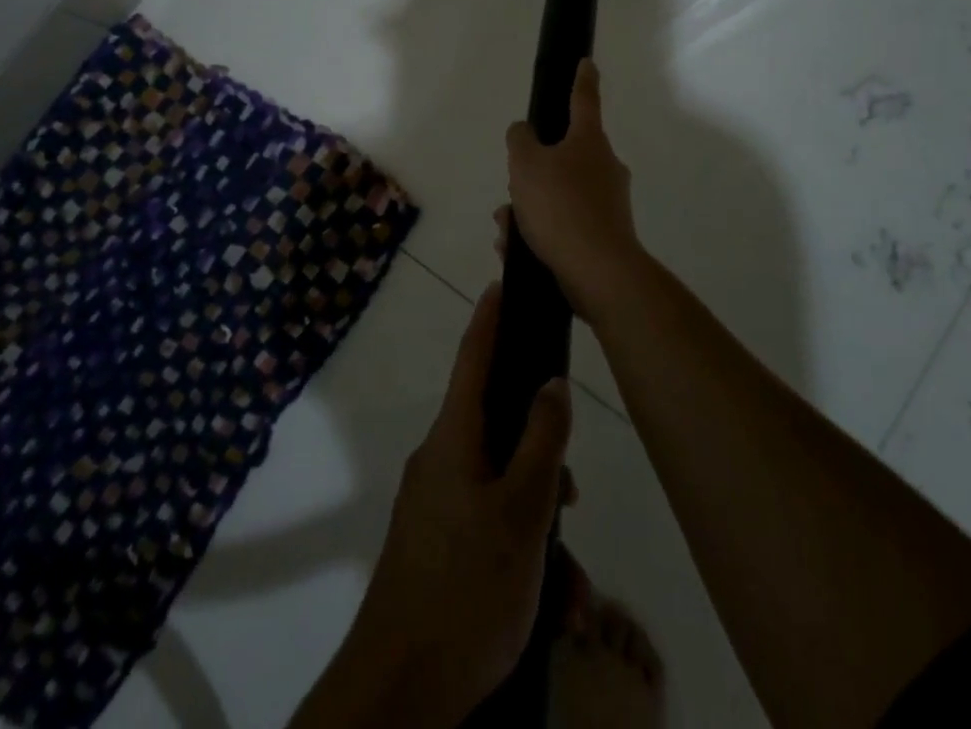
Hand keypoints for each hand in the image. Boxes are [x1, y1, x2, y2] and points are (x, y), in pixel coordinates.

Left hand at [294, 282, 573, 728]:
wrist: (399, 692)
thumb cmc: (466, 587)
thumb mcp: (521, 513)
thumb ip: (541, 442)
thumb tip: (551, 382)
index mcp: (454, 438)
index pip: (473, 358)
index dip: (489, 318)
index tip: (500, 283)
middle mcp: (441, 460)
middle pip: (499, 430)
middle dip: (542, 458)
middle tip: (572, 495)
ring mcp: (436, 505)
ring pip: (502, 488)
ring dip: (541, 526)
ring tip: (572, 585)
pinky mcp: (438, 545)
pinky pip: (490, 527)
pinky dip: (523, 554)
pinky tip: (554, 605)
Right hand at [505, 59, 647, 324]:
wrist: (598, 271)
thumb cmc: (561, 207)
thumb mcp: (526, 164)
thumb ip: (520, 140)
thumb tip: (525, 132)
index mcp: (589, 141)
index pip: (584, 100)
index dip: (581, 79)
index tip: (586, 63)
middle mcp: (604, 167)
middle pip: (563, 157)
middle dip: (531, 173)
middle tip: (511, 191)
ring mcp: (608, 203)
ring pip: (558, 194)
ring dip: (529, 208)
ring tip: (506, 229)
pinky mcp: (604, 235)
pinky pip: (564, 224)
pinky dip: (539, 233)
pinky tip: (516, 249)